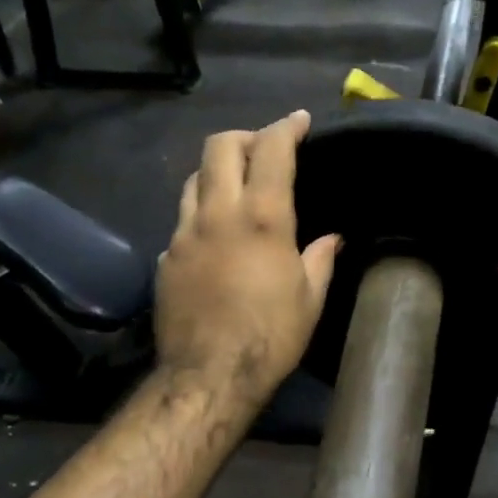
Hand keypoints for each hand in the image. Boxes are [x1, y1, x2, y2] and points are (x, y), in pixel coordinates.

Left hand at [155, 112, 340, 405]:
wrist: (209, 375)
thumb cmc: (271, 337)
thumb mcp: (310, 299)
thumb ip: (320, 259)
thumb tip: (331, 238)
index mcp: (263, 218)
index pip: (272, 149)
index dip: (287, 127)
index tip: (299, 121)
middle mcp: (218, 213)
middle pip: (220, 146)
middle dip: (245, 137)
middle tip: (263, 151)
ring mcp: (184, 233)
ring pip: (193, 178)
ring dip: (216, 172)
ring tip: (235, 188)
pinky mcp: (166, 257)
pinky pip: (181, 221)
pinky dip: (200, 216)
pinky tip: (214, 240)